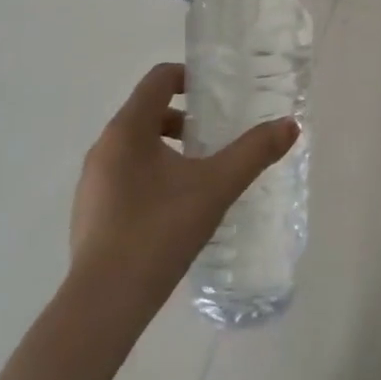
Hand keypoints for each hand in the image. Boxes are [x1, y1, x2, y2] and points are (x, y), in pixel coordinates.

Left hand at [69, 63, 298, 323]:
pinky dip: (151, 176)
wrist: (105, 302)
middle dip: (183, 119)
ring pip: (135, 147)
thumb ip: (254, 152)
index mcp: (127, 130)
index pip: (157, 79)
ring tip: (200, 176)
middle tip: (215, 138)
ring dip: (168, 149)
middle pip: (146, 112)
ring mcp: (92, 182)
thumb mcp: (216, 187)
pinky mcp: (90, 212)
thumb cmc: (159, 231)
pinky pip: (124, 176)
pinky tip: (175, 210)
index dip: (189, 77)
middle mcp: (103, 147)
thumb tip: (289, 125)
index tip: (217, 94)